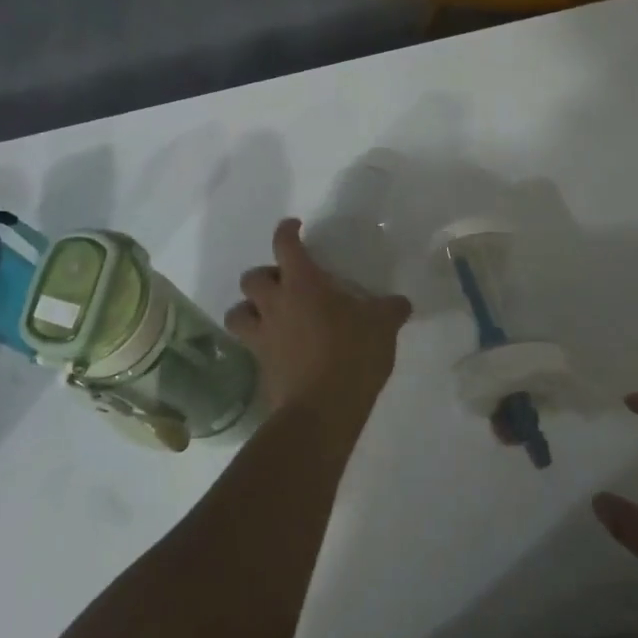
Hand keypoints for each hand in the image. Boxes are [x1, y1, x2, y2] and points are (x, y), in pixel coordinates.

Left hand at [225, 219, 411, 430]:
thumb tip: (400, 302)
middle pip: (251, 278)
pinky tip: (277, 350)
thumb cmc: (353, 355)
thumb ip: (390, 309)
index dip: (286, 232)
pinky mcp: (260, 367)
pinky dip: (259, 343)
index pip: (285, 245)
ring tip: (268, 316)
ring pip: (237, 312)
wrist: (323, 409)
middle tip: (285, 284)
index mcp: (303, 284)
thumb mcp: (382, 326)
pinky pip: (249, 347)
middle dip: (265, 275)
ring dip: (249, 309)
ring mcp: (263, 337)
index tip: (293, 227)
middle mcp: (275, 305)